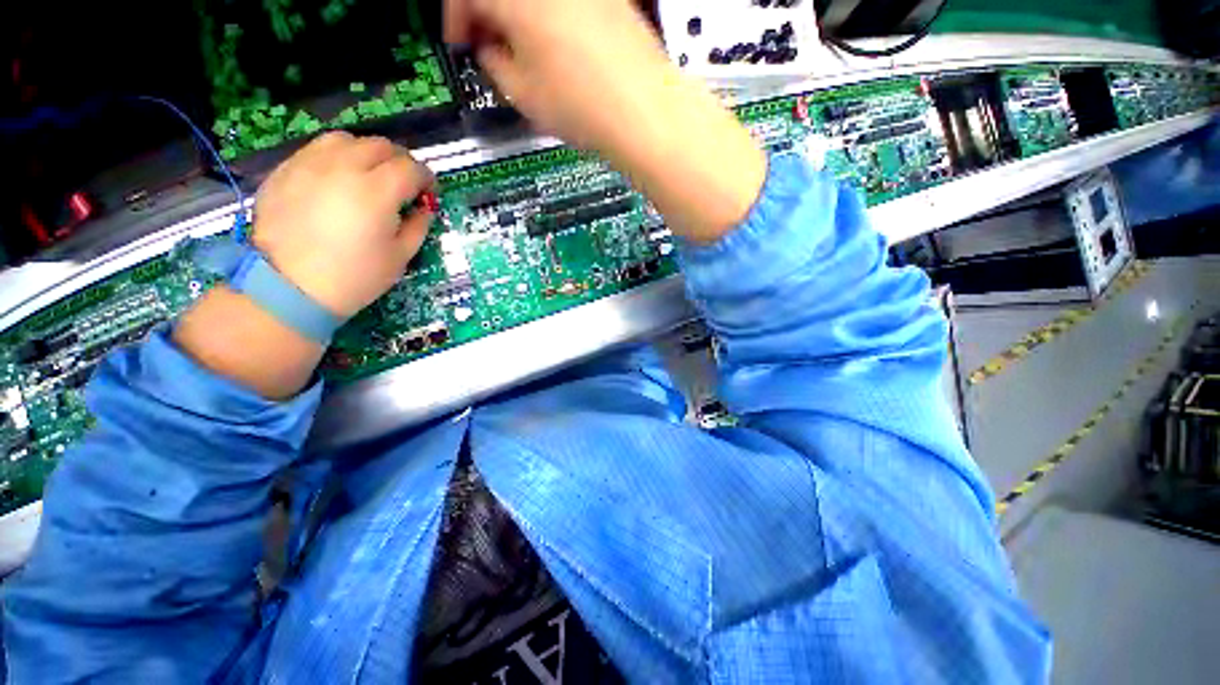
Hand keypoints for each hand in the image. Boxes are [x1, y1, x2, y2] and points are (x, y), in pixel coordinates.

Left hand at [252, 132, 433, 317]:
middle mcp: (344, 167)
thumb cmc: (355, 277)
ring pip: (347, 140)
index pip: (411, 168)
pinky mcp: (285, 170)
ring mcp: (309, 164)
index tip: (429, 193)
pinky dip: (336, 157)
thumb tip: (424, 208)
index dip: (427, 178)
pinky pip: (317, 150)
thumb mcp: (401, 256)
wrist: (289, 287)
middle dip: (400, 162)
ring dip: (367, 153)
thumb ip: (418, 226)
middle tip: (404, 184)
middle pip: (381, 146)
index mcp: (377, 191)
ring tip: (369, 175)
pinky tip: (338, 180)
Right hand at [444, 0, 765, 242]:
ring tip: (521, 53)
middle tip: (486, 46)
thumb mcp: (523, 94)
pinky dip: (546, 15)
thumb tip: (490, 49)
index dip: (455, 19)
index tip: (460, 44)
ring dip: (515, 14)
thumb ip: (494, 63)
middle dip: (485, 13)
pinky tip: (553, 47)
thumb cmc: (583, 106)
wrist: (645, 113)